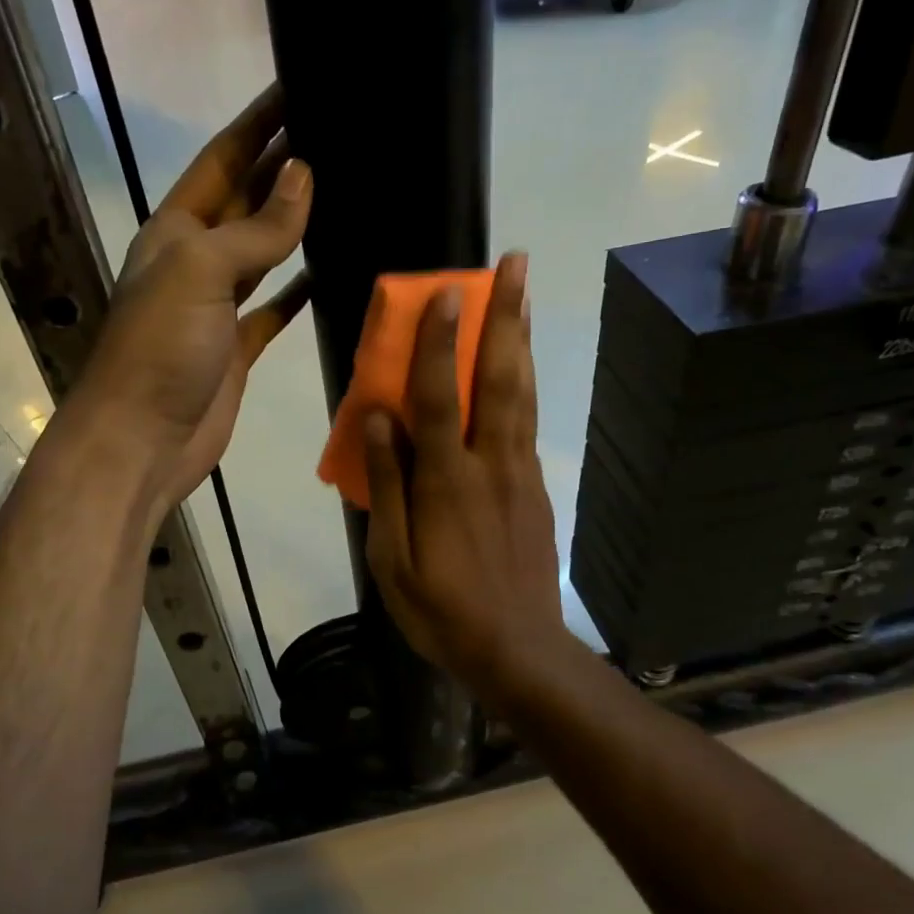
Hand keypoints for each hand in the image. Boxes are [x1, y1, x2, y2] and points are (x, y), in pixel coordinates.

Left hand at [69, 84, 311, 520]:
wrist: (142, 440)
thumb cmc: (161, 348)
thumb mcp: (200, 271)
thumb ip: (255, 227)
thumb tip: (302, 175)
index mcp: (175, 230)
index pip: (221, 159)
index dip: (258, 124)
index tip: (298, 87)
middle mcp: (195, 260)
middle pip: (244, 200)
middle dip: (282, 167)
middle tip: (335, 132)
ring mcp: (217, 307)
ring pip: (262, 253)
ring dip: (294, 224)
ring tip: (343, 192)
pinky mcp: (237, 348)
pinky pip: (272, 308)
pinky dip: (297, 290)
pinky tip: (326, 273)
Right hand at [364, 252, 572, 690]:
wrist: (517, 649)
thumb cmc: (442, 609)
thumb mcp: (392, 560)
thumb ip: (389, 486)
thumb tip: (378, 420)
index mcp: (446, 482)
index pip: (440, 397)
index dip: (440, 343)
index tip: (446, 292)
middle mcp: (489, 464)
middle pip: (500, 379)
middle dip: (506, 317)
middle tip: (515, 264)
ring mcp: (520, 474)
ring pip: (522, 394)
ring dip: (522, 339)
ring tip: (525, 293)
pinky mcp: (535, 488)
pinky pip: (528, 423)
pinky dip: (525, 382)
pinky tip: (521, 364)